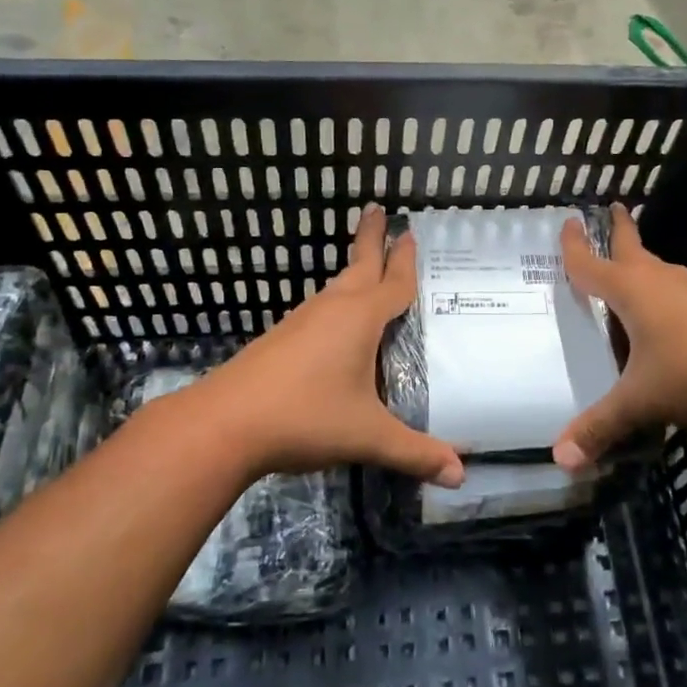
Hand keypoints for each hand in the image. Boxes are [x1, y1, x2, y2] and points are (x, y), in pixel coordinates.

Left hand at [182, 205, 463, 486]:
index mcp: (359, 318)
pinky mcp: (281, 339)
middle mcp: (331, 309)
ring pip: (335, 287)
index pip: (393, 282)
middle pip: (358, 266)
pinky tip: (335, 324)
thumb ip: (415, 453)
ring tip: (367, 268)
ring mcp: (301, 321)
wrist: (224, 423)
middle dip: (371, 239)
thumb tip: (461, 475)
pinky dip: (336, 302)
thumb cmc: (305, 417)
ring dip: (354, 272)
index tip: (409, 231)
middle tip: (378, 211)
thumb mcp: (367, 436)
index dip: (405, 259)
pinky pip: (319, 309)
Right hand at [554, 205, 686, 468]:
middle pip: (633, 249)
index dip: (573, 246)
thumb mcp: (641, 401)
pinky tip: (671, 320)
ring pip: (661, 272)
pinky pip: (683, 295)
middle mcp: (662, 282)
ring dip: (644, 266)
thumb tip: (559, 460)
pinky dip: (668, 296)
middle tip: (614, 209)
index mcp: (632, 291)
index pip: (591, 264)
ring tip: (633, 273)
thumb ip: (600, 427)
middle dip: (619, 230)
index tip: (566, 220)